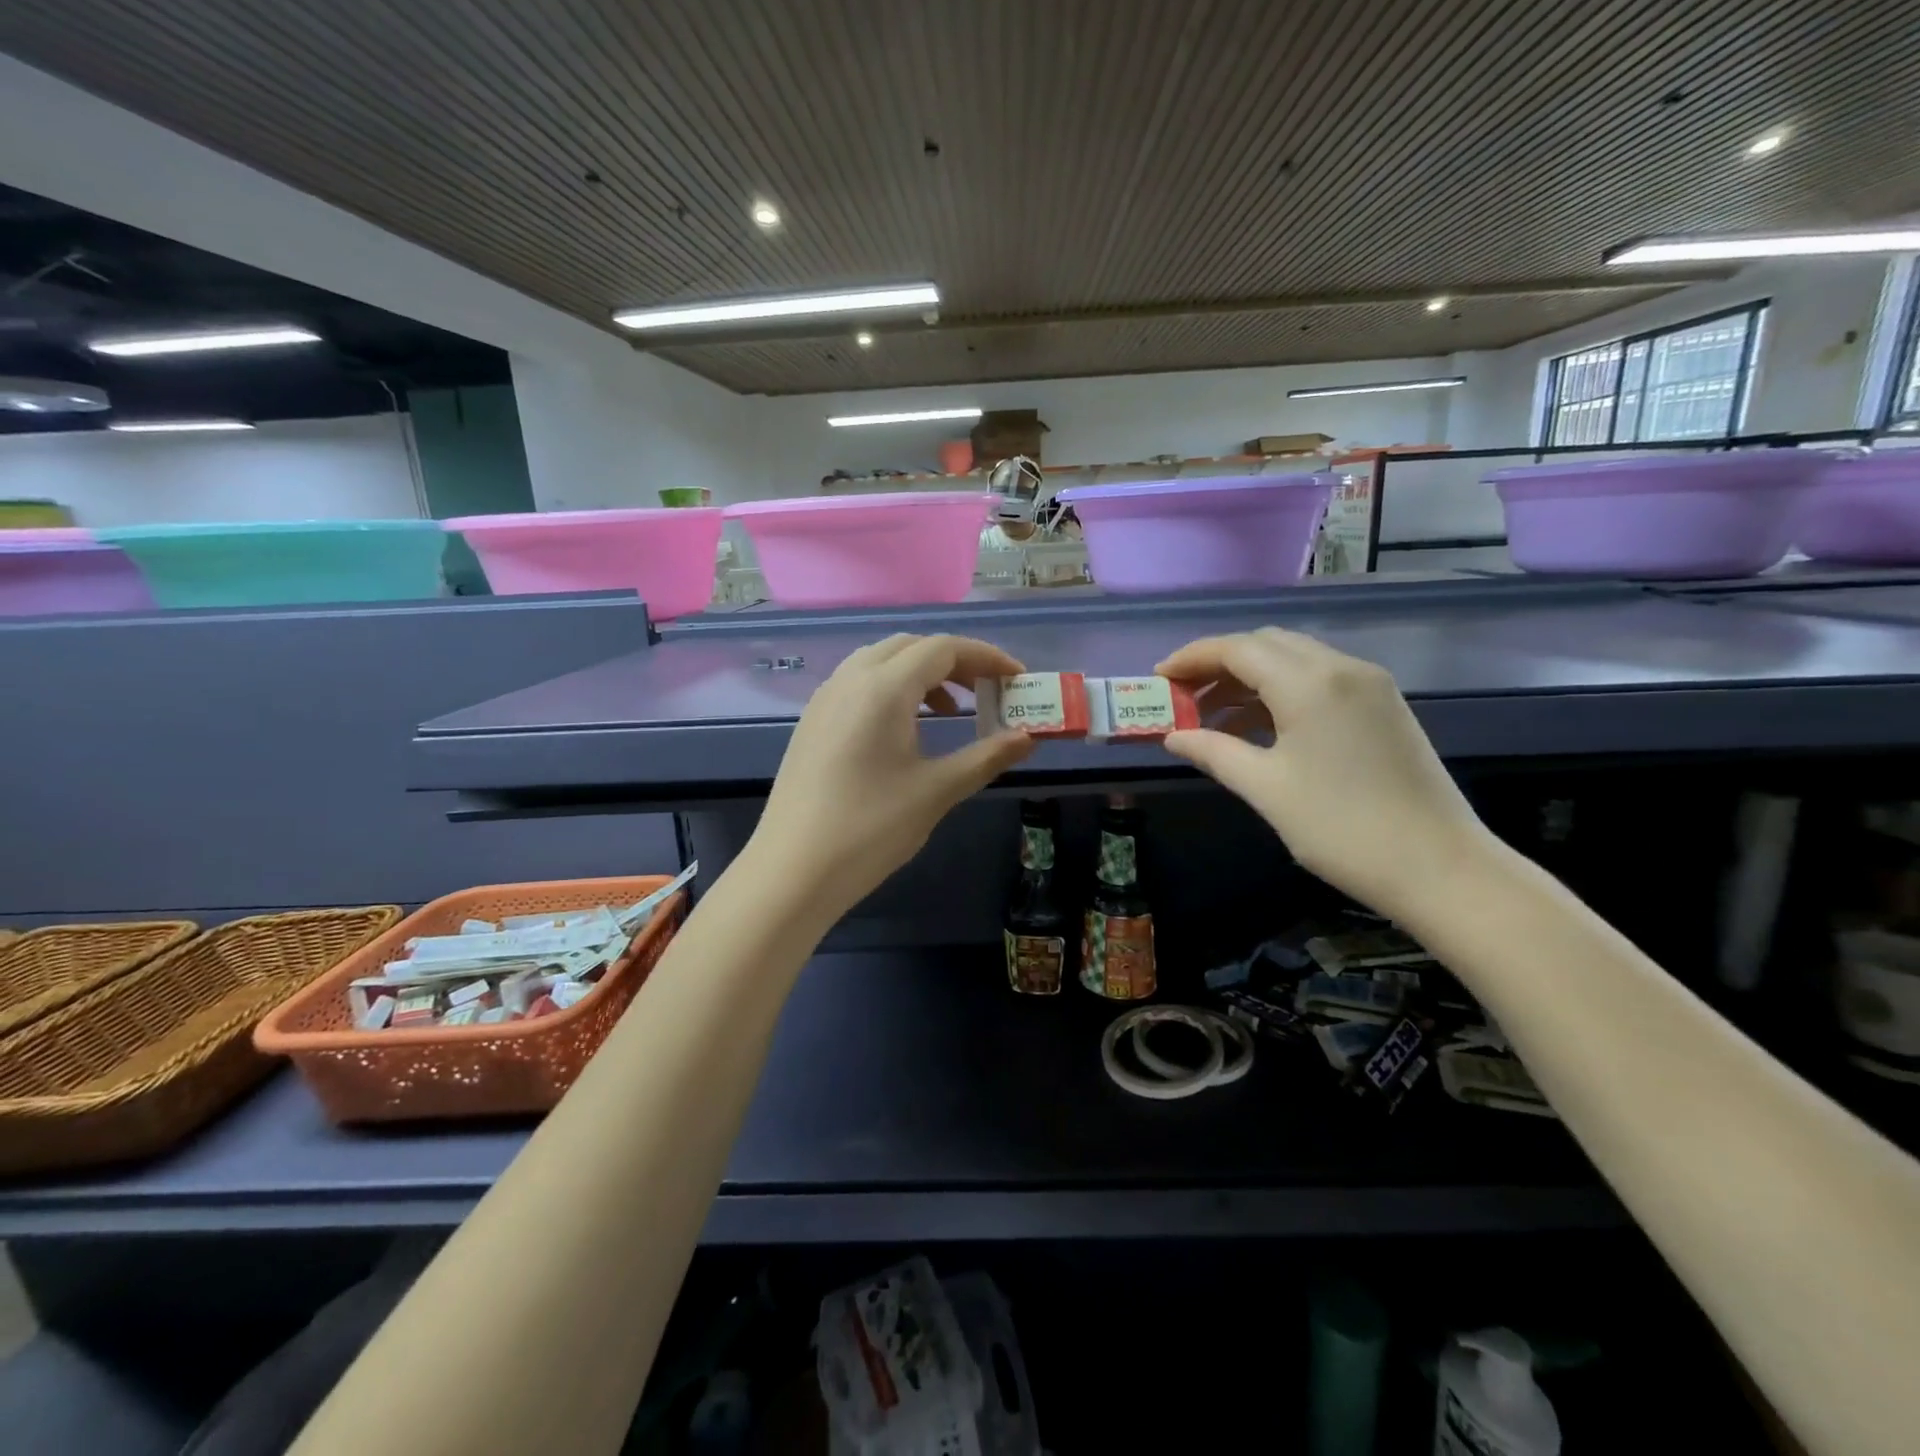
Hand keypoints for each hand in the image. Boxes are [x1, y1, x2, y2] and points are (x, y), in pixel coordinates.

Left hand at [744, 634, 1034, 923]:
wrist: (793, 870)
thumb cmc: (871, 828)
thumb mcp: (937, 791)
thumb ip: (987, 757)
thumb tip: (1029, 738)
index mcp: (883, 688)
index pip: (943, 649)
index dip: (986, 657)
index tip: (1017, 678)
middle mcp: (850, 679)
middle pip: (911, 647)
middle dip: (955, 661)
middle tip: (987, 692)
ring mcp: (825, 699)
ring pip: (881, 661)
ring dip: (922, 673)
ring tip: (950, 712)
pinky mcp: (812, 721)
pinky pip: (859, 683)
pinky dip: (892, 689)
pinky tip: (905, 730)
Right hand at [1157, 627, 1494, 919]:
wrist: (1441, 868)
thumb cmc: (1342, 828)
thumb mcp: (1266, 789)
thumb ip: (1214, 752)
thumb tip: (1173, 736)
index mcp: (1310, 683)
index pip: (1237, 648)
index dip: (1192, 657)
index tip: (1159, 677)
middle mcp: (1342, 667)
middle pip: (1266, 643)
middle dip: (1219, 662)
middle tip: (1185, 696)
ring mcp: (1369, 684)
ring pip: (1294, 658)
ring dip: (1250, 677)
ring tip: (1214, 716)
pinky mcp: (1383, 705)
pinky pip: (1320, 678)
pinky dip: (1281, 690)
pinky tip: (1261, 726)